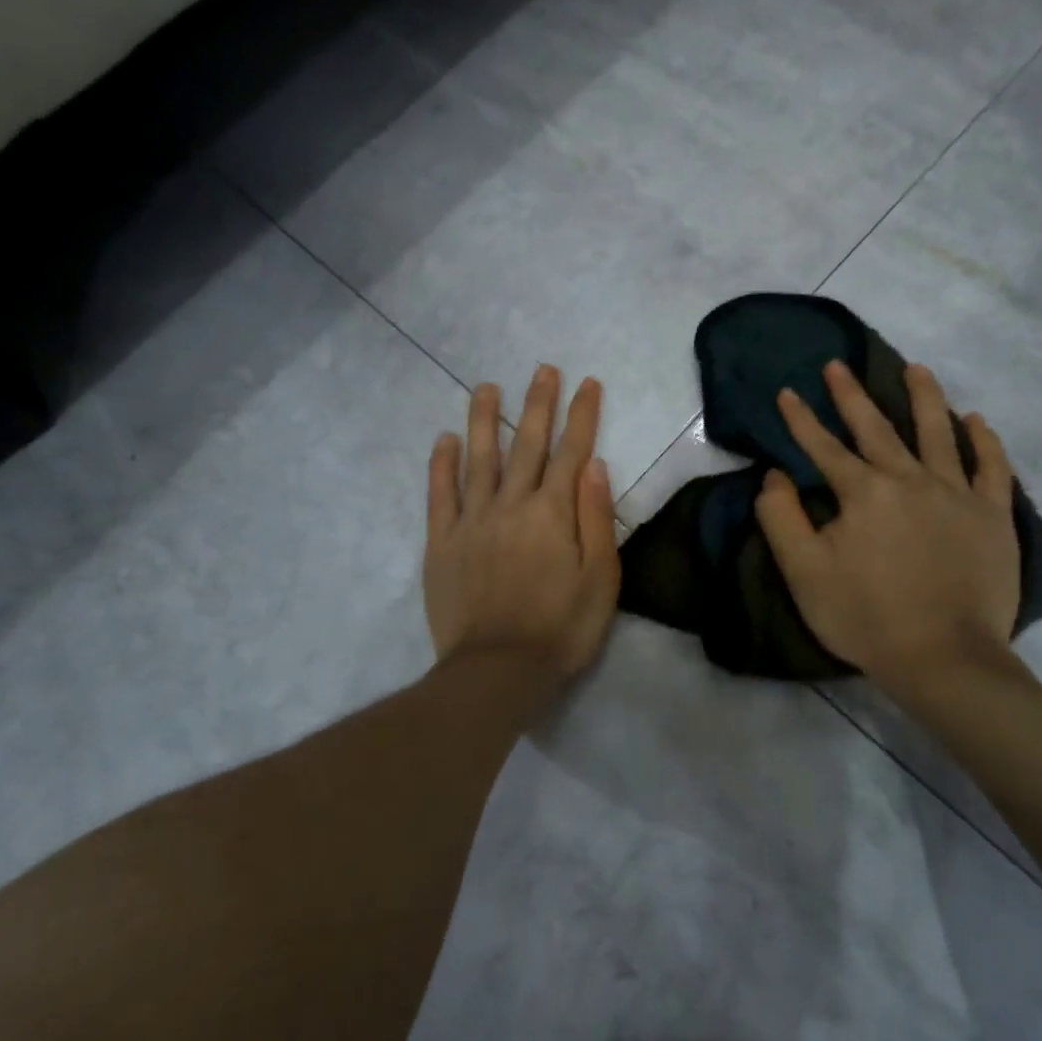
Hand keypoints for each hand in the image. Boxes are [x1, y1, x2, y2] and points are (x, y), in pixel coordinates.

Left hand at [424, 366, 620, 691]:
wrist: (497, 670)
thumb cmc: (561, 628)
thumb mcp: (601, 579)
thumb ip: (596, 518)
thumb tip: (593, 464)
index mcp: (554, 512)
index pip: (572, 451)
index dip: (582, 415)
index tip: (587, 383)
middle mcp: (512, 504)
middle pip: (527, 443)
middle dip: (538, 403)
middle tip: (542, 370)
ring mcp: (472, 520)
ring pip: (479, 458)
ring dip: (484, 419)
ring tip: (486, 387)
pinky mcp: (442, 542)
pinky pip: (440, 494)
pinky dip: (441, 464)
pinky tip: (444, 440)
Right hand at [755, 360, 1021, 702]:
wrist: (944, 659)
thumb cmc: (865, 617)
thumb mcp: (803, 572)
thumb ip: (781, 518)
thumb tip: (775, 476)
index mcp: (863, 492)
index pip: (824, 447)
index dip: (800, 419)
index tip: (786, 392)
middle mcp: (910, 479)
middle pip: (877, 428)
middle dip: (852, 395)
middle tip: (837, 365)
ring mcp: (957, 494)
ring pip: (938, 433)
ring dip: (924, 397)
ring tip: (916, 368)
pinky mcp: (992, 516)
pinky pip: (992, 467)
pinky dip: (984, 441)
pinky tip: (976, 420)